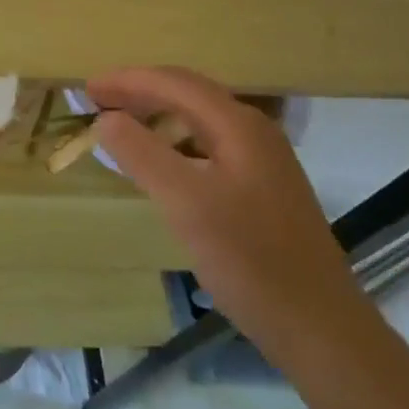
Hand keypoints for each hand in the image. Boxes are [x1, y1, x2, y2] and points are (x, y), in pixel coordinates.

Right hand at [88, 66, 370, 366]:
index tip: (88, 89)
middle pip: (189, 94)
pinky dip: (175, 143)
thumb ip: (142, 154)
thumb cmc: (249, 260)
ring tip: (121, 126)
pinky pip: (209, 146)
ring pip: (200, 120)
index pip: (174, 82)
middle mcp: (254, 132)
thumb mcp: (186, 203)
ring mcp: (263, 161)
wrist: (321, 329)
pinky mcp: (263, 190)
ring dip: (157, 115)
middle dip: (140, 91)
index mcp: (238, 125)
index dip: (127, 80)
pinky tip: (161, 165)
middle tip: (98, 102)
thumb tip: (106, 119)